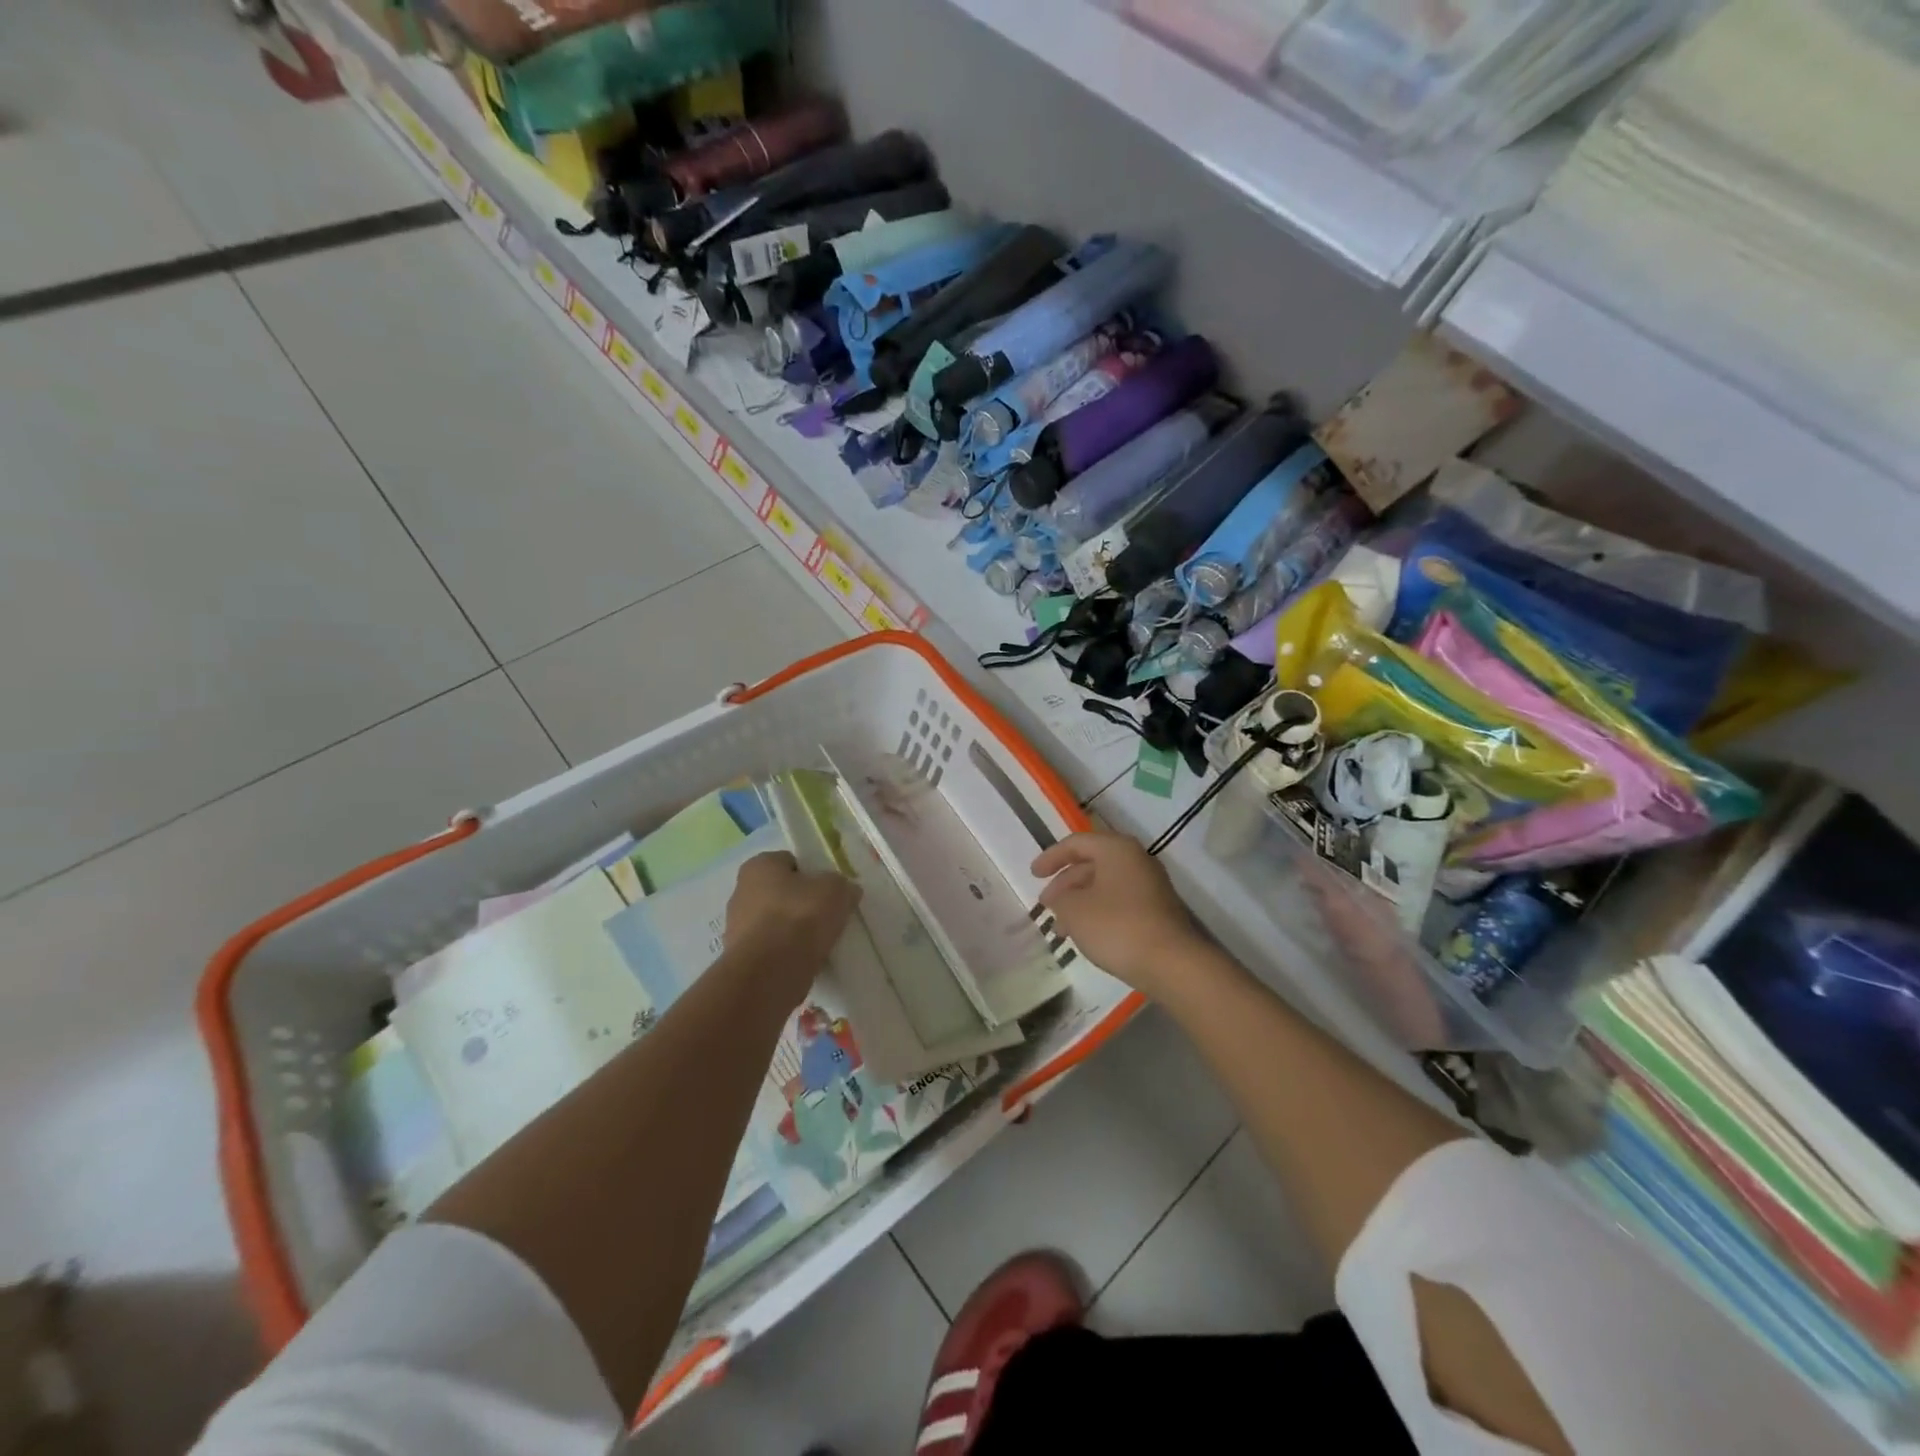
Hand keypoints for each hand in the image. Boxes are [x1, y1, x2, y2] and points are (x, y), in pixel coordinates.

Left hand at [724, 852, 860, 990]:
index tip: (830, 891)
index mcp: (758, 866)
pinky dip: (786, 954)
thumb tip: (845, 891)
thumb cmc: (800, 917)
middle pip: (780, 893)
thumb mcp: (836, 890)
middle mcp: (740, 891)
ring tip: (820, 943)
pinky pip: (771, 950)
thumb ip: (842, 886)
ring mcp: (736, 927)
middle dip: (801, 903)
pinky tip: (805, 962)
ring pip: (775, 923)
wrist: (770, 973)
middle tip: (827, 917)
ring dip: (793, 931)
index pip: (790, 862)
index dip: (812, 874)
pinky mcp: (740, 959)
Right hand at [1032, 832, 1204, 998]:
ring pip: (1104, 886)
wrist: (1171, 963)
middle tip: (1046, 906)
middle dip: (1065, 885)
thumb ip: (1060, 899)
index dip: (1051, 857)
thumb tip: (1062, 899)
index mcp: (1116, 849)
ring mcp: (1150, 886)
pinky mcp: (1157, 911)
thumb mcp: (1074, 910)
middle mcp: (1136, 860)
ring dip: (1079, 903)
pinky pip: (1119, 902)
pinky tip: (1086, 936)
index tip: (1033, 875)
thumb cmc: (1117, 927)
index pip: (1077, 843)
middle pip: (1091, 864)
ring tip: (1061, 929)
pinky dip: (1097, 913)